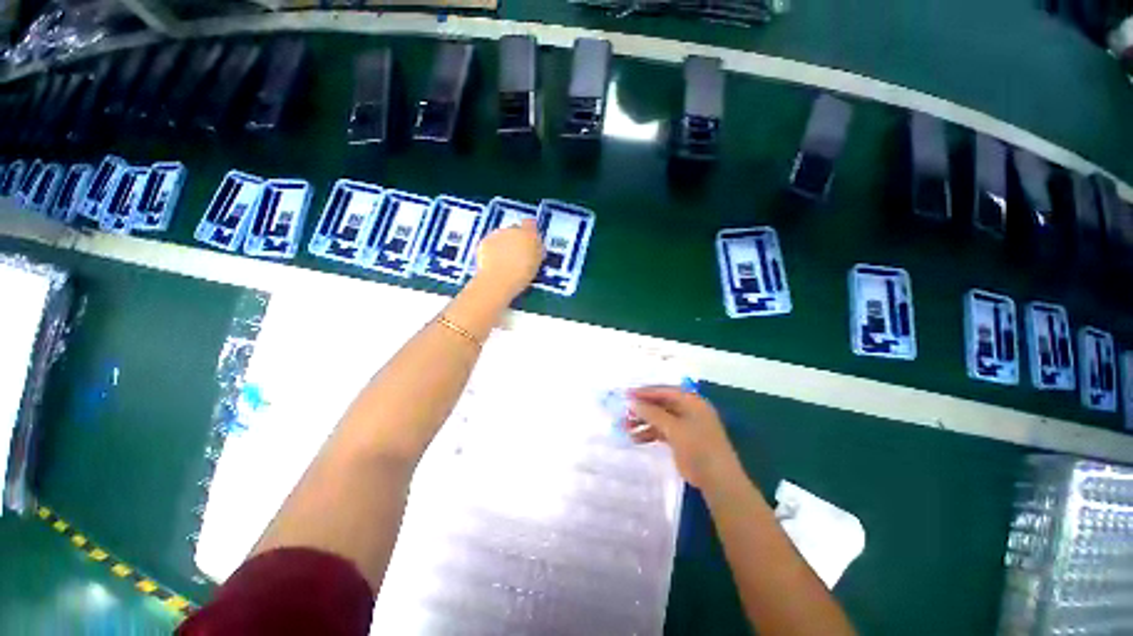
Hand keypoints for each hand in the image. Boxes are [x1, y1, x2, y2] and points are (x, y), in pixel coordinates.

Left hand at [473, 219, 544, 299]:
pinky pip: (491, 242)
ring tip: (505, 260)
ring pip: (502, 235)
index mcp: (529, 234)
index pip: (531, 224)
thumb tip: (537, 246)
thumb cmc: (521, 274)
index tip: (530, 241)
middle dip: (516, 239)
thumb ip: (537, 250)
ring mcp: (497, 234)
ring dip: (504, 243)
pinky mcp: (485, 241)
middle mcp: (513, 229)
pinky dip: (493, 249)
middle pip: (515, 230)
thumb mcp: (537, 263)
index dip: (530, 232)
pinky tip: (495, 261)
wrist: (498, 280)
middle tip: (517, 254)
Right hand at [626, 387, 741, 489]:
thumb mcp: (674, 428)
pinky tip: (636, 438)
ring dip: (643, 422)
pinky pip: (663, 431)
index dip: (645, 392)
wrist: (718, 481)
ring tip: (625, 427)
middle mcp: (689, 410)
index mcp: (692, 402)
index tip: (626, 395)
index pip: (664, 391)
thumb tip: (632, 403)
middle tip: (624, 412)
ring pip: (660, 418)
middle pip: (661, 404)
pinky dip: (650, 433)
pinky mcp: (682, 440)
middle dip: (642, 408)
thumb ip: (652, 413)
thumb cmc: (698, 448)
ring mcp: (686, 425)